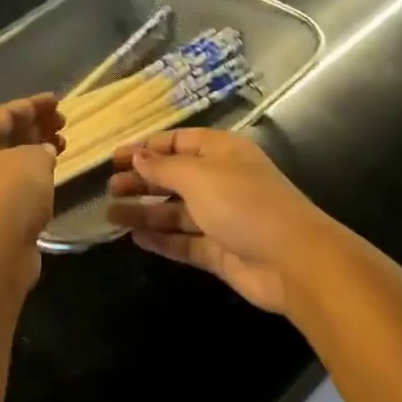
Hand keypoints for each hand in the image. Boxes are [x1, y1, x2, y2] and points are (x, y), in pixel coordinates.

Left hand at [0, 95, 63, 288]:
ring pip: (8, 164)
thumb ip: (41, 148)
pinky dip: (31, 179)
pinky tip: (50, 178)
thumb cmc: (8, 194)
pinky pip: (11, 188)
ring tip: (62, 147)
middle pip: (3, 137)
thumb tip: (43, 153)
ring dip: (34, 153)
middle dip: (34, 128)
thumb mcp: (33, 159)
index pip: (3, 113)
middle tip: (63, 124)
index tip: (59, 101)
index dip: (33, 105)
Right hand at [104, 129, 338, 313]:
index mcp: (222, 153)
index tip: (115, 158)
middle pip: (175, 177)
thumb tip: (137, 156)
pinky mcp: (220, 251)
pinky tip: (134, 237)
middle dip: (143, 180)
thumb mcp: (198, 176)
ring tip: (110, 214)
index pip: (180, 142)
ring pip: (176, 211)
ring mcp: (222, 218)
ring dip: (145, 211)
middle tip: (109, 188)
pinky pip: (184, 241)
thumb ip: (163, 168)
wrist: (292, 260)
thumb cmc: (244, 204)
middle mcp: (222, 181)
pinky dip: (161, 239)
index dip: (148, 148)